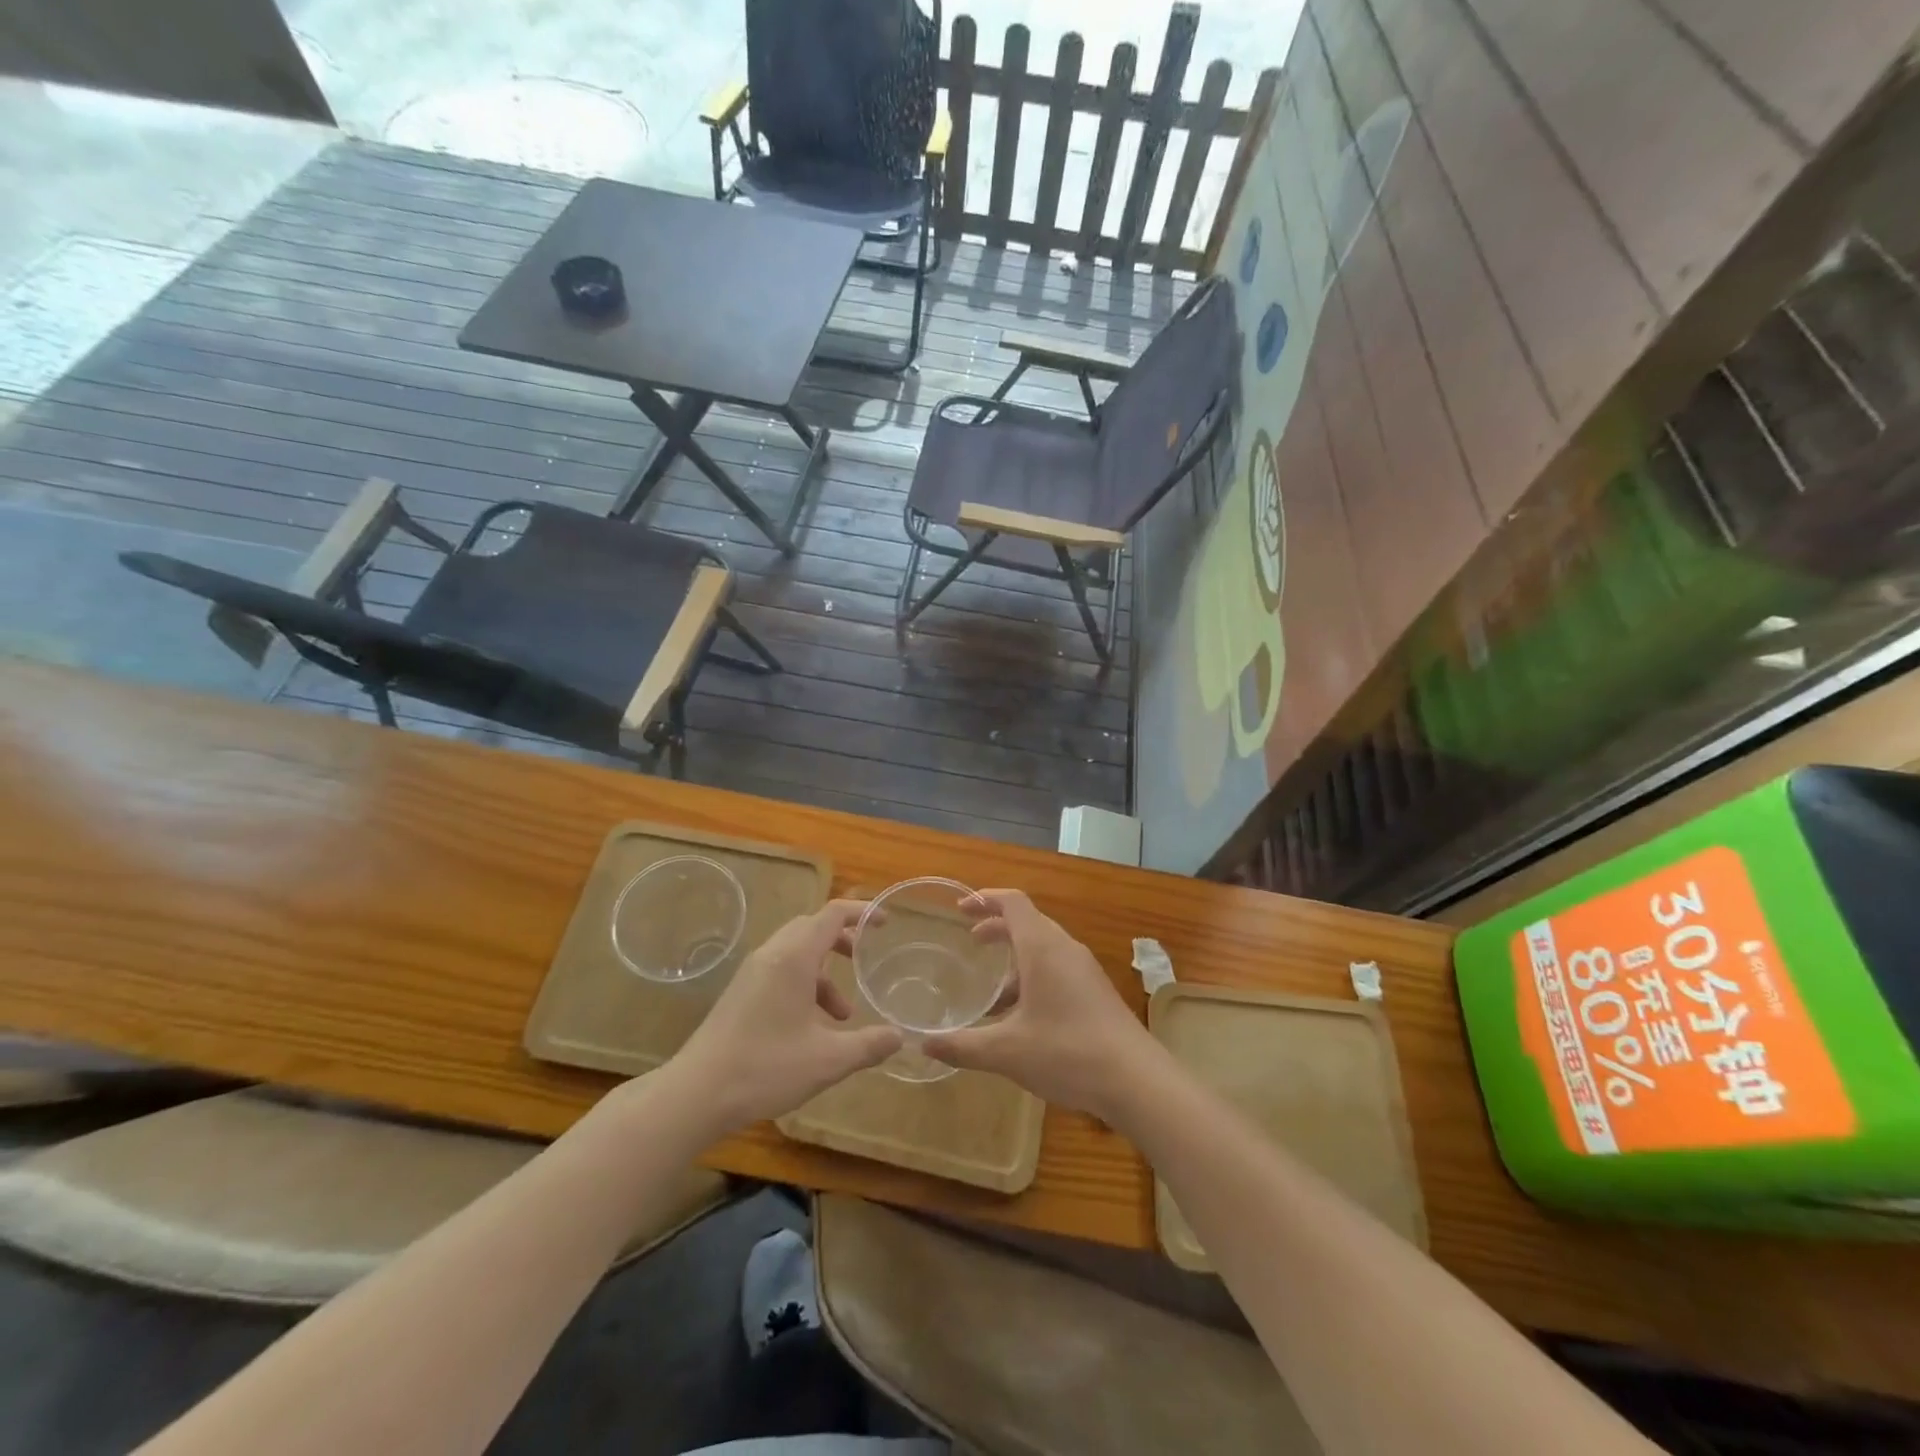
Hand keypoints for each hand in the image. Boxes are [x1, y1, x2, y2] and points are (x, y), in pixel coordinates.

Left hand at [664, 900, 900, 1135]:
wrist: (695, 1093)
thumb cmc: (765, 1068)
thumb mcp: (828, 1060)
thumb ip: (868, 1045)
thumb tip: (899, 1036)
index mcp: (793, 958)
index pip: (832, 915)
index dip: (861, 913)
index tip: (885, 923)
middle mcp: (771, 955)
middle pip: (812, 928)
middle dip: (842, 940)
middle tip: (865, 959)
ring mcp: (751, 974)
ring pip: (796, 953)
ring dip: (824, 973)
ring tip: (843, 1014)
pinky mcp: (740, 994)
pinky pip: (780, 972)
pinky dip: (804, 986)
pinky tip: (811, 1028)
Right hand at [924, 889, 1157, 1118]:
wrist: (1135, 1080)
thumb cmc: (1067, 1052)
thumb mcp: (1006, 1052)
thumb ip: (962, 1046)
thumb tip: (923, 1044)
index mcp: (1043, 948)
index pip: (1013, 903)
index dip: (985, 899)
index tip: (960, 908)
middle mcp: (1065, 949)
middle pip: (1028, 922)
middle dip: (998, 927)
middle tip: (971, 942)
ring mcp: (1084, 970)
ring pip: (1044, 948)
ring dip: (1016, 958)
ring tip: (992, 992)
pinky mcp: (1096, 991)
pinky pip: (1058, 968)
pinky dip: (1034, 976)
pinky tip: (1022, 1017)